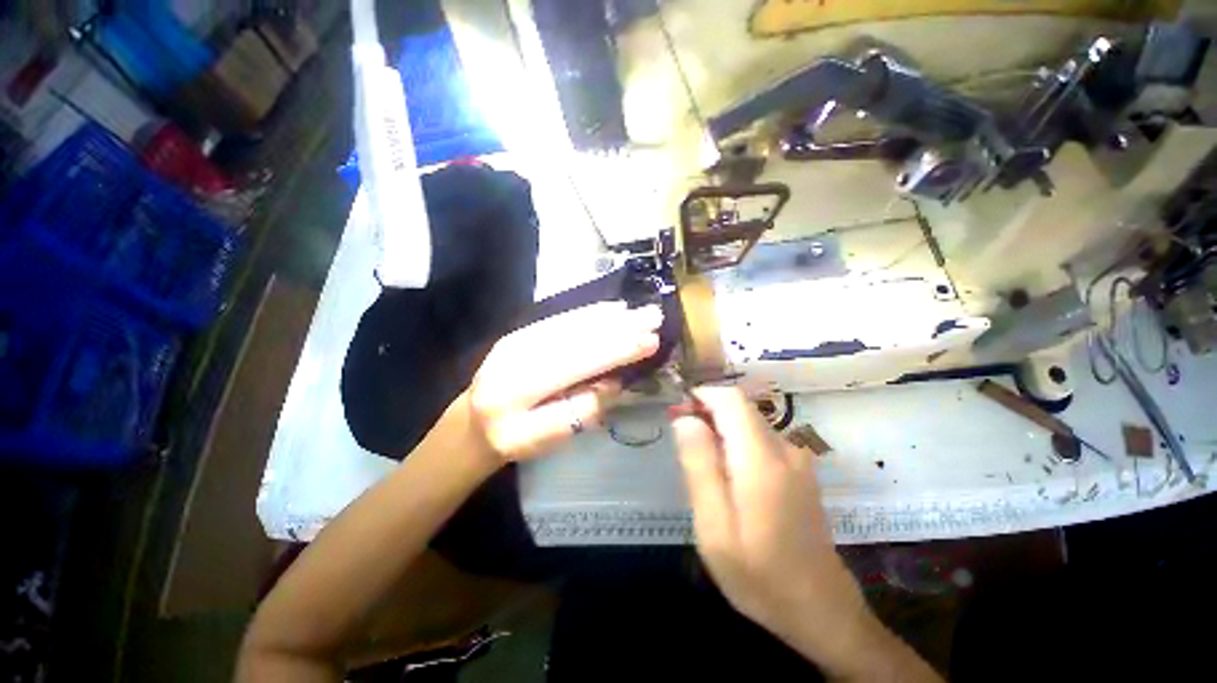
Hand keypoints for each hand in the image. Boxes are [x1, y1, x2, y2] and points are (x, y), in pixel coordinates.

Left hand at [468, 301, 660, 461]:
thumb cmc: (510, 438)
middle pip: (577, 336)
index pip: (578, 362)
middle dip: (620, 326)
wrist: (473, 421)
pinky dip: (589, 312)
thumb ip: (580, 412)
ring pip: (571, 322)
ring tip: (640, 310)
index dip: (617, 350)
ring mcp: (520, 337)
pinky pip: (561, 318)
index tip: (651, 341)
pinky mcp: (523, 331)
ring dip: (609, 315)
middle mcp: (518, 352)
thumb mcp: (544, 440)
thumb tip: (614, 382)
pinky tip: (611, 308)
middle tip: (654, 316)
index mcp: (520, 386)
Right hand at [671, 388, 874, 671]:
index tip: (678, 412)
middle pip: (740, 408)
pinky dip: (736, 443)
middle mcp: (785, 448)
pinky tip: (728, 479)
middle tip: (683, 444)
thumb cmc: (760, 574)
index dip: (701, 396)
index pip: (731, 399)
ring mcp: (797, 459)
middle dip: (707, 413)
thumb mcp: (714, 526)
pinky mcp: (800, 470)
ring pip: (749, 423)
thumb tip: (684, 419)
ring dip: (720, 430)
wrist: (821, 610)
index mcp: (762, 458)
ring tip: (702, 467)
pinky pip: (761, 440)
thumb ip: (699, 465)